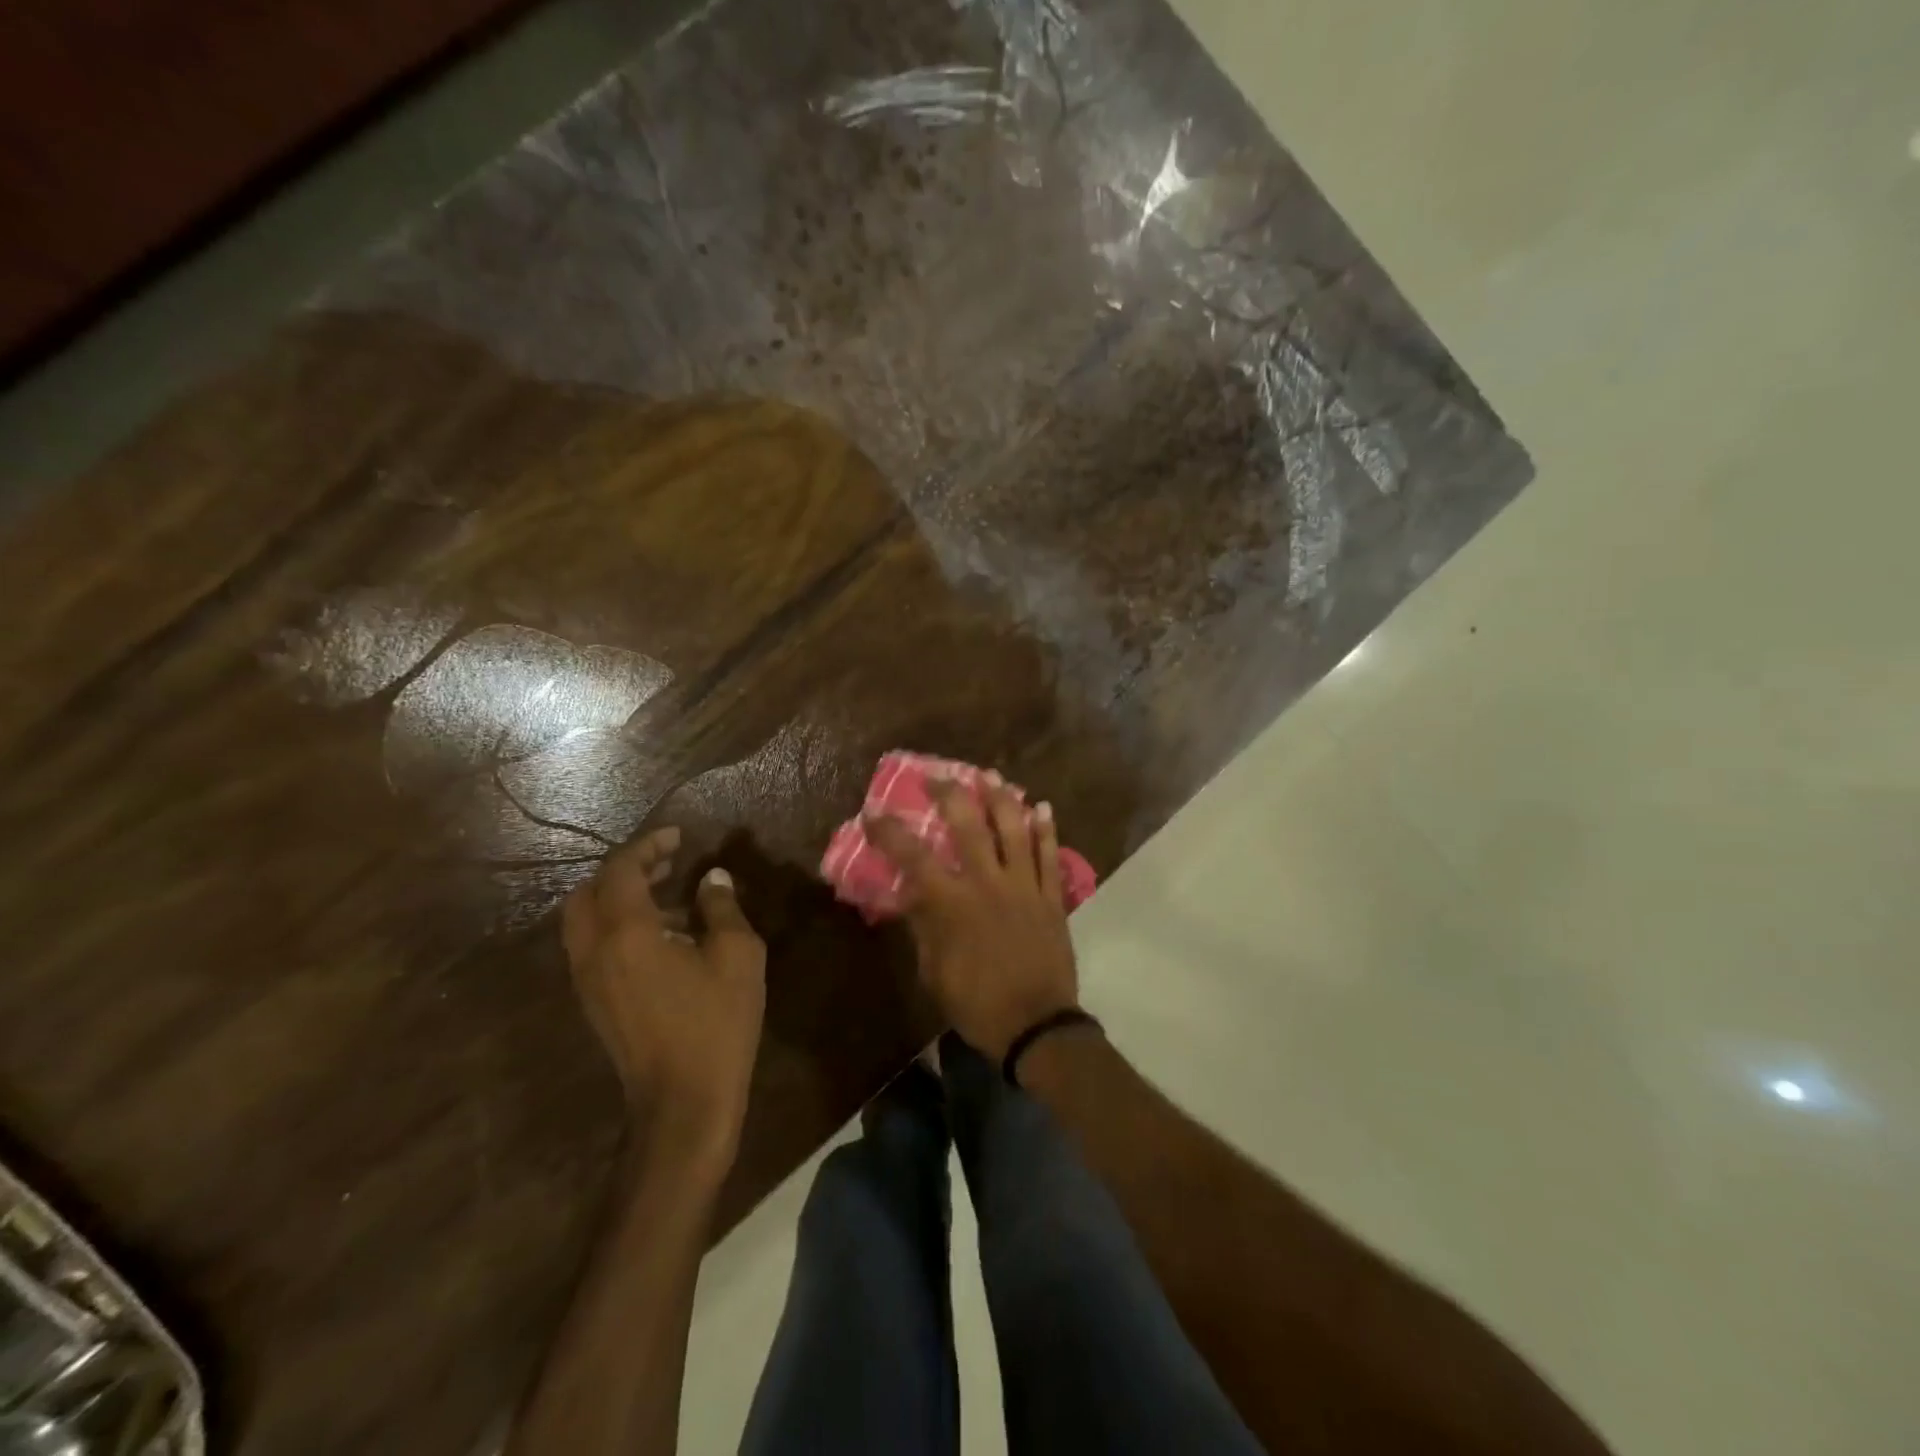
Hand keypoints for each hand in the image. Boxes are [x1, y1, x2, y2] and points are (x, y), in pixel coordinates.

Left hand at [562, 828, 766, 1171]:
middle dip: (624, 869)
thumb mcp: (736, 956)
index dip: (648, 846)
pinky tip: (661, 937)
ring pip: (585, 920)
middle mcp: (594, 951)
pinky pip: (593, 946)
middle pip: (588, 892)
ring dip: (618, 897)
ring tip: (669, 895)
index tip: (677, 836)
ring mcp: (587, 980)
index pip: (621, 870)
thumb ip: (721, 908)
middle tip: (666, 862)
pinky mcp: (594, 1002)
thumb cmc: (715, 1024)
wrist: (683, 1103)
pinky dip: (616, 925)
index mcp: (626, 933)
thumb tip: (711, 879)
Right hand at [866, 777, 1079, 1059]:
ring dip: (1001, 798)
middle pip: (968, 826)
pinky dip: (1046, 830)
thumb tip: (910, 896)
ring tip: (990, 775)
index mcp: (952, 904)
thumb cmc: (977, 1004)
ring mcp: (1024, 886)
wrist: (1036, 1026)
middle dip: (949, 794)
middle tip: (937, 776)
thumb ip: (922, 928)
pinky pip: (1050, 855)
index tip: (874, 813)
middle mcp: (988, 883)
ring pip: (1014, 830)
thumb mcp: (933, 972)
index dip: (890, 831)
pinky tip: (1042, 808)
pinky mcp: (1051, 897)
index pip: (913, 857)